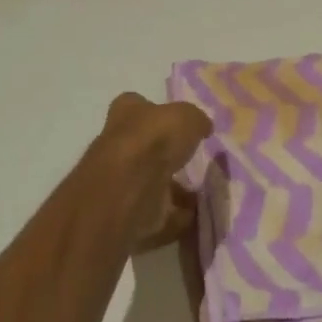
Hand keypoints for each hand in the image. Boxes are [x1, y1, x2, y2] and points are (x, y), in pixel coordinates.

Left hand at [91, 92, 212, 250]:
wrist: (128, 190)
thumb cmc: (154, 139)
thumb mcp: (186, 116)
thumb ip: (196, 120)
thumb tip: (202, 126)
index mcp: (127, 111)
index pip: (138, 105)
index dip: (158, 114)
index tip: (179, 125)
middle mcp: (118, 143)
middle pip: (145, 146)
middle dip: (166, 155)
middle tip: (193, 161)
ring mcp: (121, 180)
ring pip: (150, 181)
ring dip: (172, 189)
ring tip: (201, 193)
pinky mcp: (128, 212)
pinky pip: (157, 213)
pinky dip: (175, 216)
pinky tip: (196, 216)